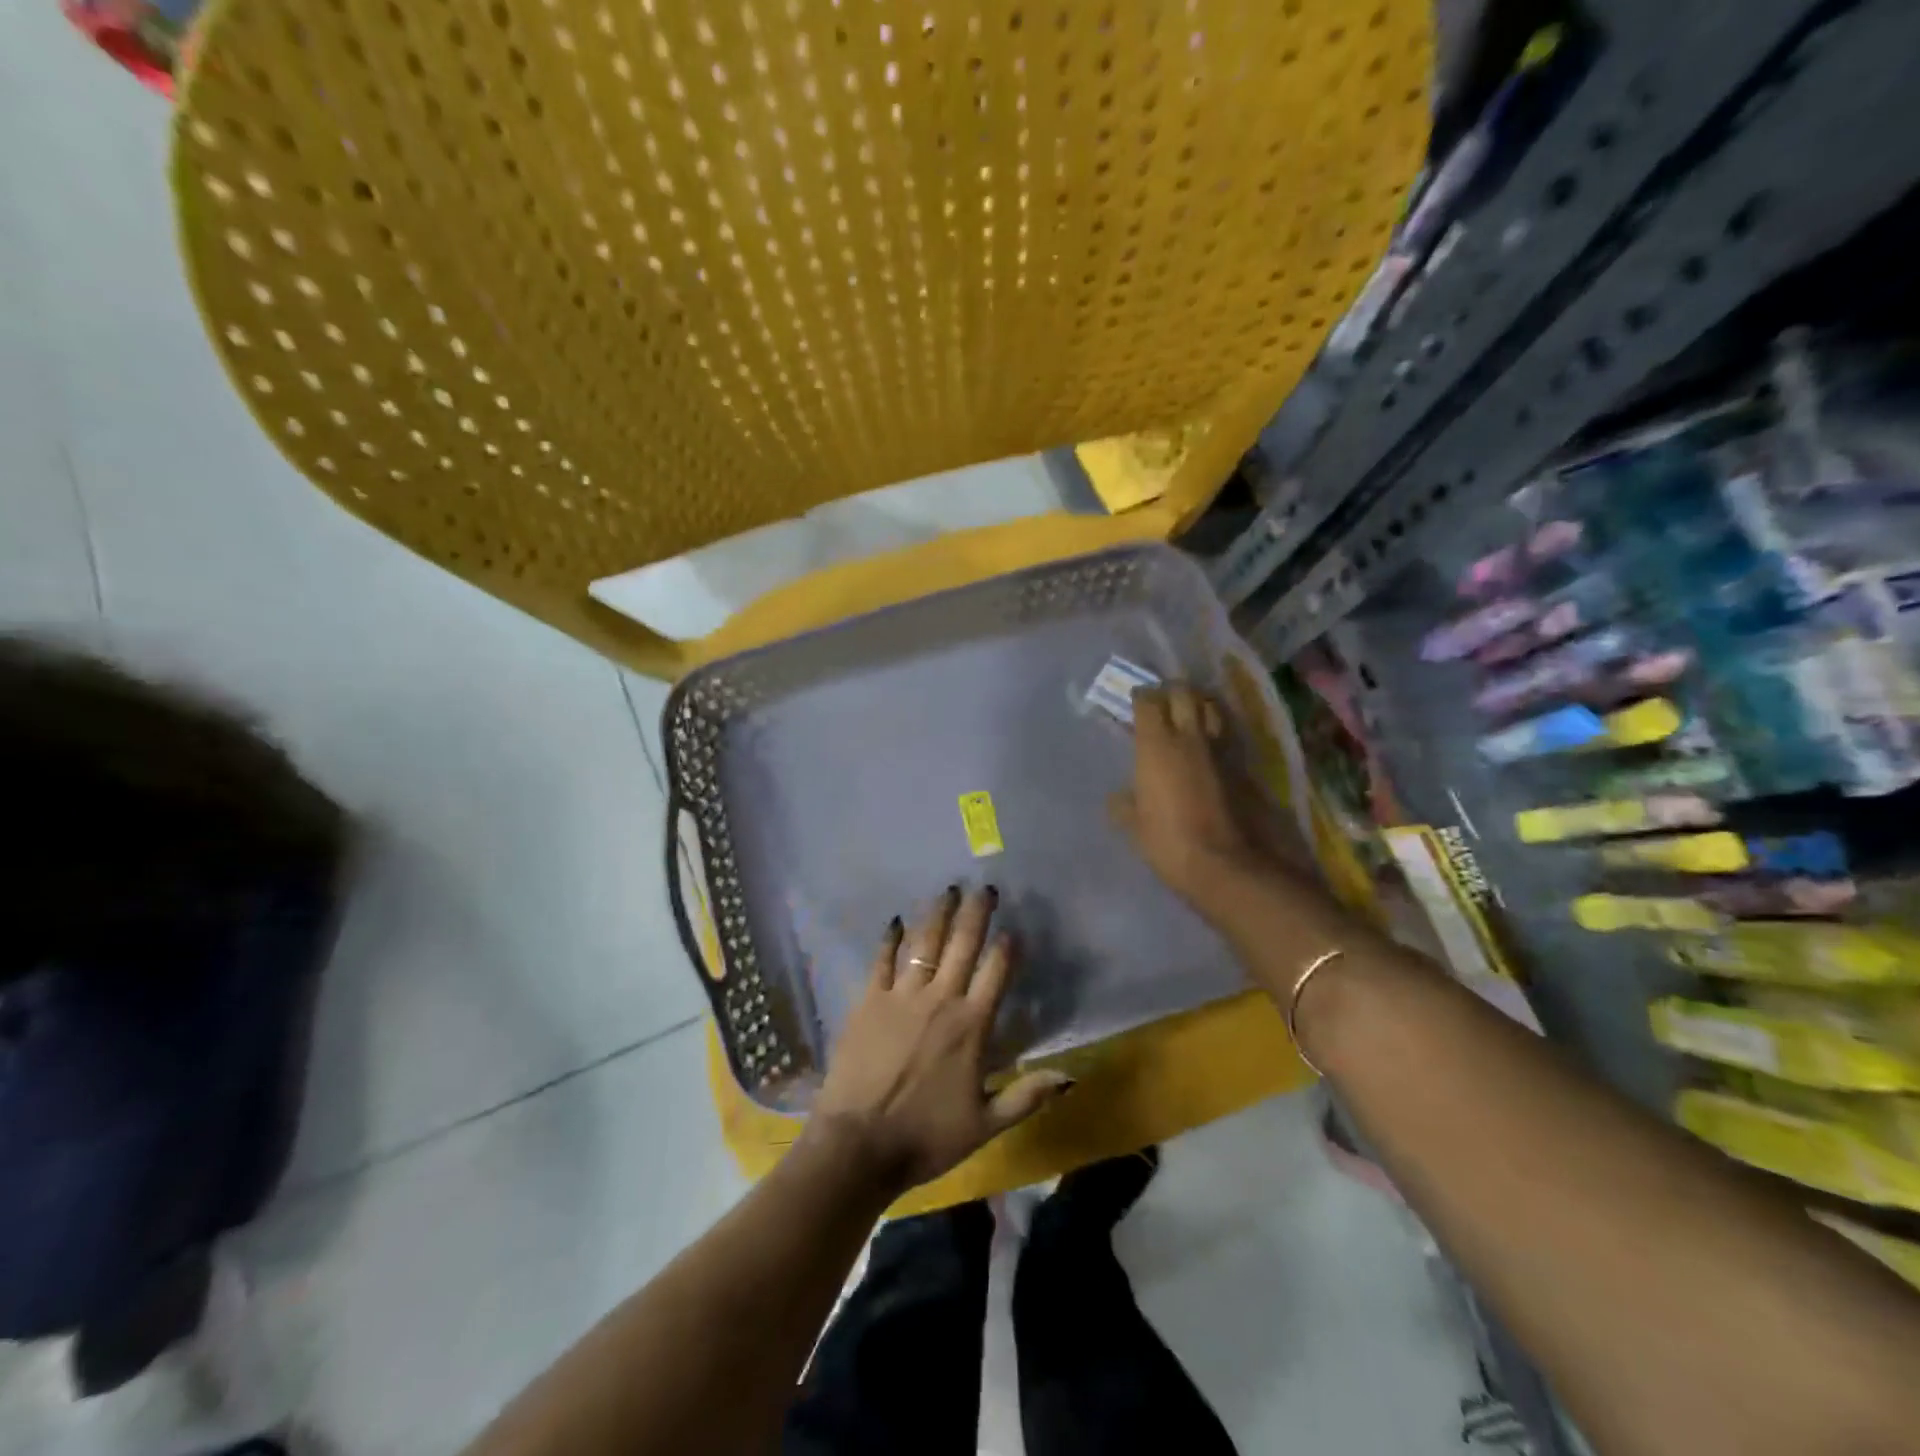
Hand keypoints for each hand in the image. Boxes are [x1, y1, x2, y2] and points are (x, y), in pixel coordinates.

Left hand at [806, 886, 1072, 1195]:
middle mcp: (940, 999)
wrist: (858, 1144)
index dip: (1007, 947)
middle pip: (963, 945)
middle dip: (976, 913)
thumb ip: (1027, 1096)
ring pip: (925, 943)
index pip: (997, 972)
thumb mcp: (985, 1125)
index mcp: (971, 1025)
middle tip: (984, 887)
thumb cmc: (926, 1137)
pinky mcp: (869, 1000)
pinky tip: (896, 921)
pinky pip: (882, 960)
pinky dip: (891, 939)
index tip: (1014, 928)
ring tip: (948, 890)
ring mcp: (902, 995)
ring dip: (939, 914)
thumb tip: (1071, 1077)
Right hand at [1110, 684, 1289, 906]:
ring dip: (1200, 705)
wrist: (1221, 862)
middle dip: (1172, 691)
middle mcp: (1189, 737)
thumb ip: (1124, 804)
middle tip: (1163, 700)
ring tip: (1190, 714)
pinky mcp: (1240, 766)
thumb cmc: (1166, 839)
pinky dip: (1216, 733)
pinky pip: (1226, 737)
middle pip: (1184, 693)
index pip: (1149, 701)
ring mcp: (1219, 750)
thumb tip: (1119, 798)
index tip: (1135, 701)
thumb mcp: (1133, 824)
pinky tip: (1208, 745)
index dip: (1142, 696)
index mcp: (1156, 745)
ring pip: (1212, 709)